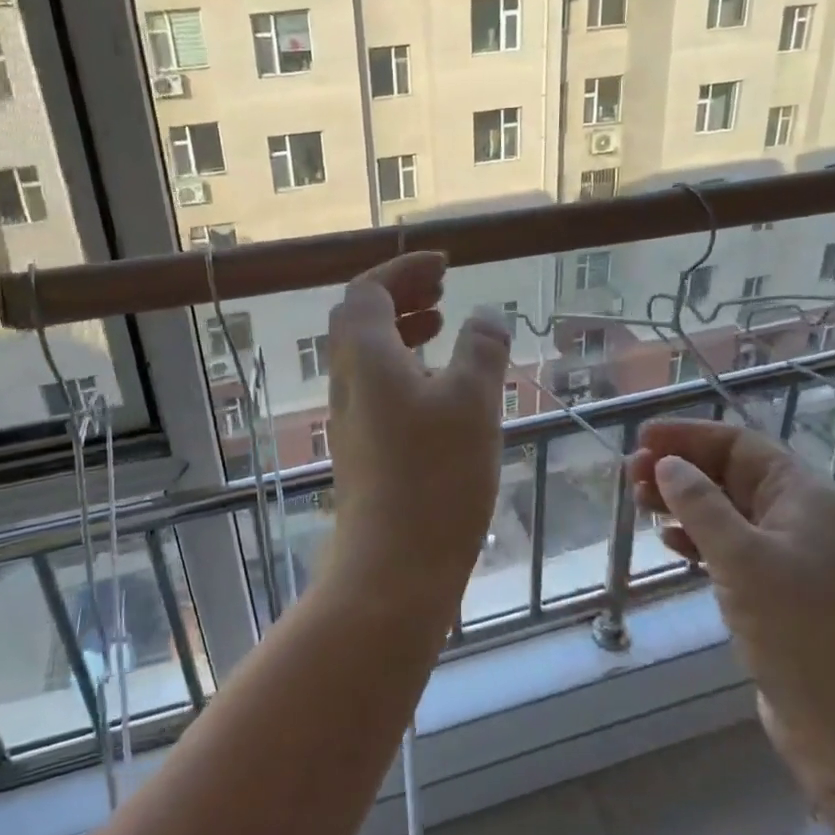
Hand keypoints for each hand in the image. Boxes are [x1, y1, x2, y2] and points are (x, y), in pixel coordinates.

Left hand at [324, 253, 512, 608]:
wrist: (393, 568)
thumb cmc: (435, 476)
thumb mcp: (473, 401)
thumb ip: (482, 348)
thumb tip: (487, 315)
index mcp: (366, 356)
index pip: (369, 290)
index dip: (405, 269)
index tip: (445, 266)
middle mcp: (348, 380)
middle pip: (361, 318)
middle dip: (400, 294)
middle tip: (442, 289)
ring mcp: (350, 417)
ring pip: (368, 354)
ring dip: (402, 330)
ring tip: (442, 326)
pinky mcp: (362, 448)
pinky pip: (377, 386)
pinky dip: (404, 367)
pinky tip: (438, 387)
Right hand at [628, 419, 834, 800]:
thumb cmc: (799, 630)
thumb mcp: (742, 558)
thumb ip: (700, 504)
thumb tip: (666, 464)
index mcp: (803, 496)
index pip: (739, 444)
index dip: (689, 435)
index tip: (642, 438)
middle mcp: (797, 516)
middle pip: (730, 473)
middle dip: (680, 468)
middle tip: (630, 475)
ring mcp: (786, 554)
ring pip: (725, 509)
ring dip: (682, 502)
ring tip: (639, 503)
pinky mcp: (773, 589)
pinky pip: (727, 545)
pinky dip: (695, 538)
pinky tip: (669, 542)